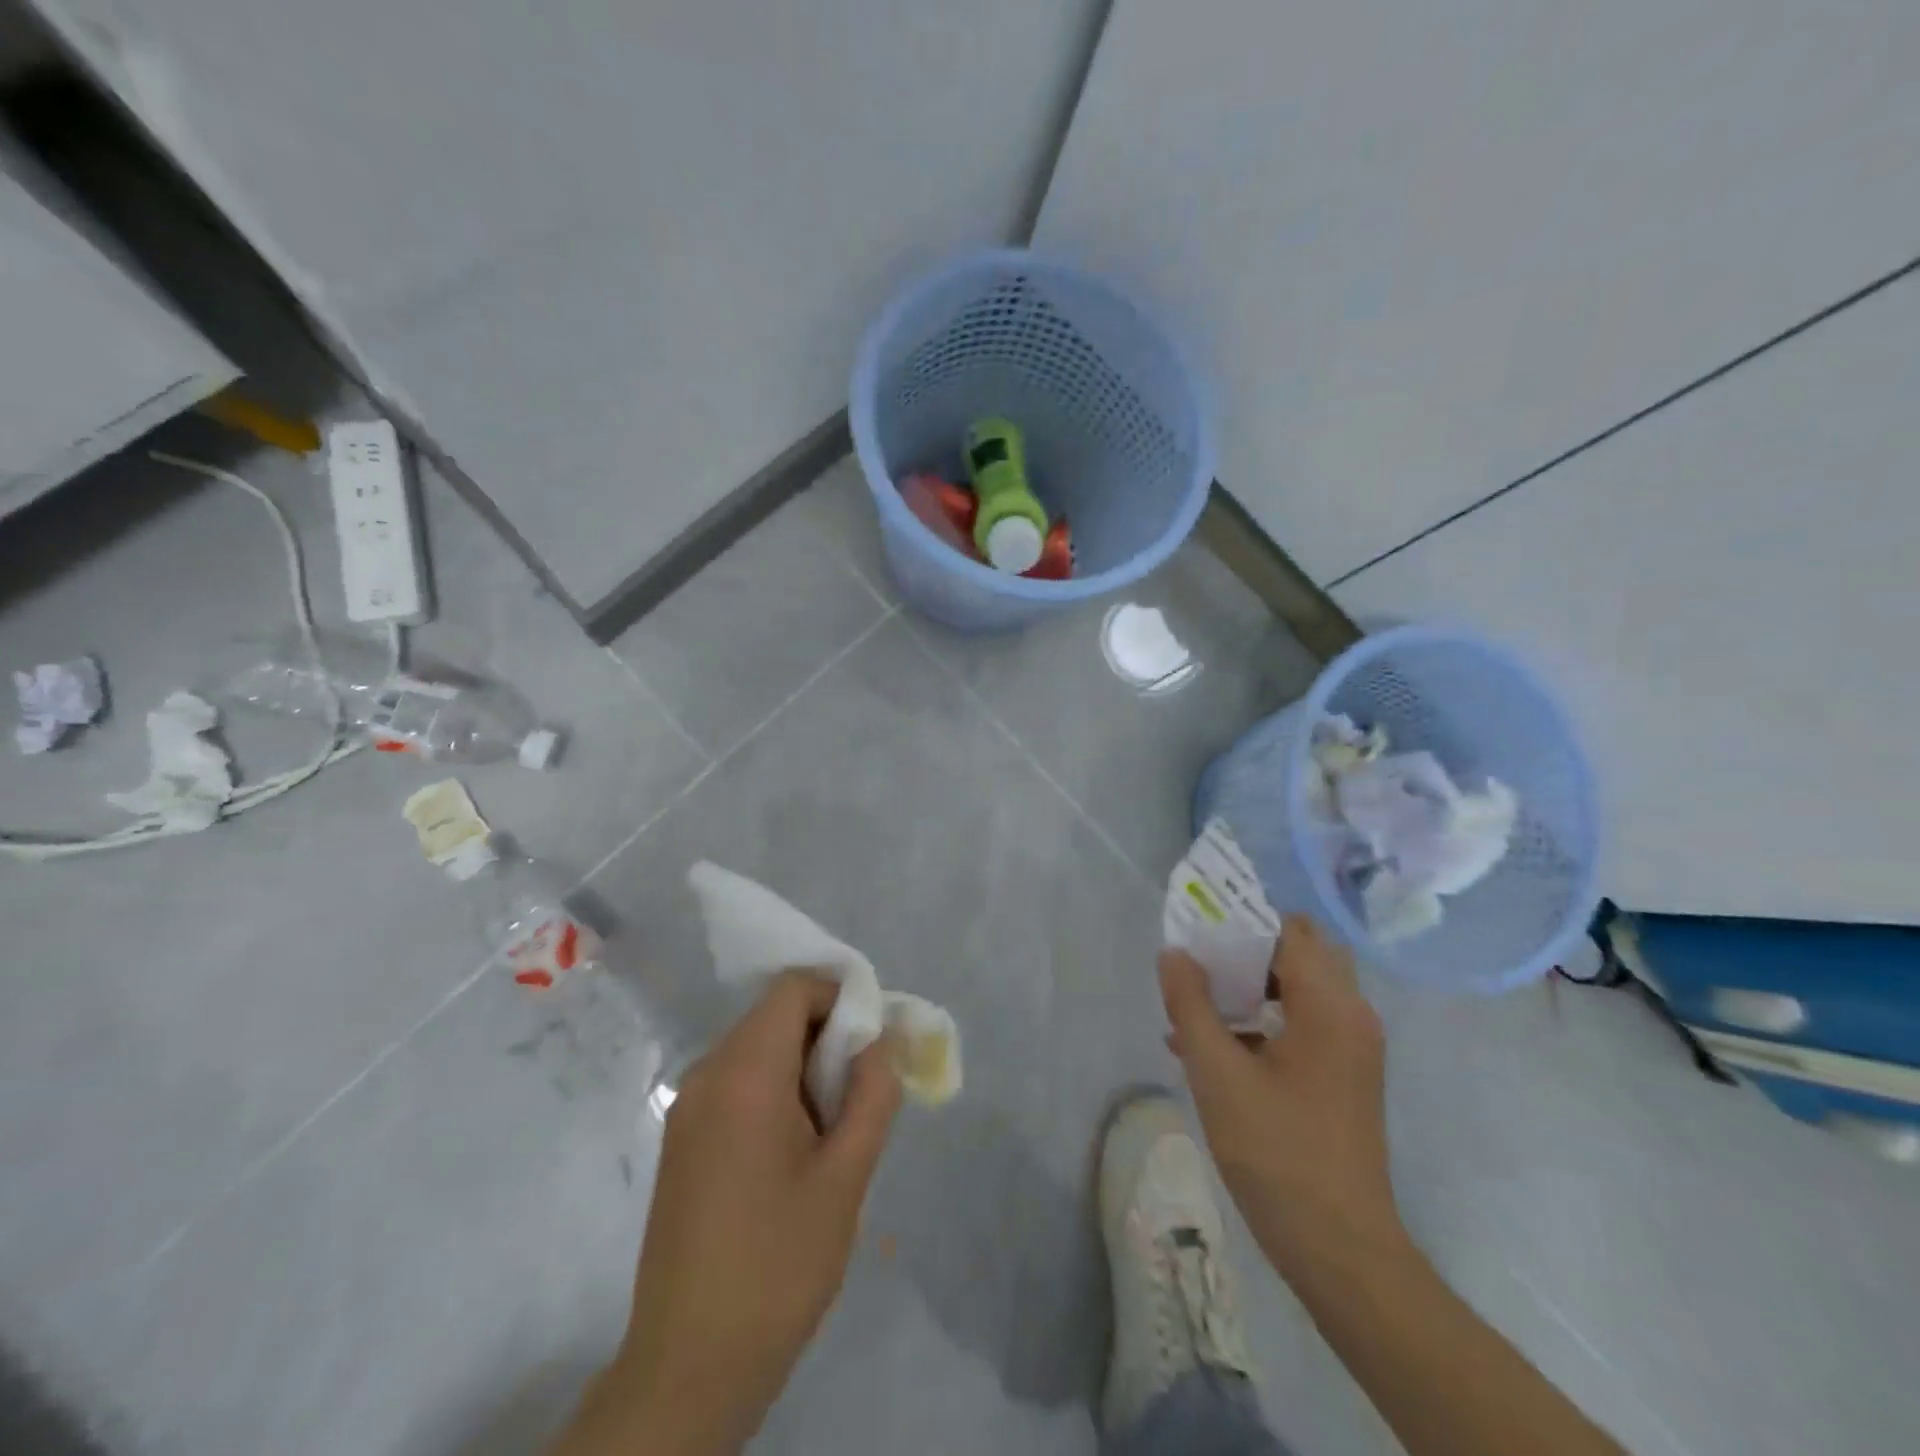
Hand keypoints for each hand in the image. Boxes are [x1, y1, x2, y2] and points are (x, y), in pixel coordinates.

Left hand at [553, 972, 900, 1455]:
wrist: (689, 1365)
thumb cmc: (777, 1264)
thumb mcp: (846, 1176)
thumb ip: (873, 1093)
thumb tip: (883, 1039)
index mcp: (744, 1072)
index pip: (794, 988)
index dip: (840, 997)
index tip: (873, 1043)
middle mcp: (707, 1073)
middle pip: (775, 1015)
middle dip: (827, 1036)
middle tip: (861, 1091)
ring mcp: (688, 1107)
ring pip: (758, 1048)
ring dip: (803, 1066)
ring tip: (834, 1127)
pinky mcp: (682, 1138)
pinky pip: (737, 1082)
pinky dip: (775, 1089)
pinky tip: (796, 1150)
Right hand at [1159, 915, 1402, 1279]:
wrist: (1340, 1248)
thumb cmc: (1277, 1152)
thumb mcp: (1216, 1073)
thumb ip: (1190, 1004)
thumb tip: (1174, 953)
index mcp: (1329, 1006)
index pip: (1289, 930)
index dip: (1242, 920)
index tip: (1198, 927)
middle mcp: (1351, 1015)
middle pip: (1299, 952)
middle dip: (1245, 948)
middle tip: (1197, 959)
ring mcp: (1352, 1046)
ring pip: (1299, 987)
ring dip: (1250, 984)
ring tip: (1195, 1001)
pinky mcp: (1345, 1074)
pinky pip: (1302, 1021)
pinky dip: (1263, 1017)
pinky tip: (1212, 1045)